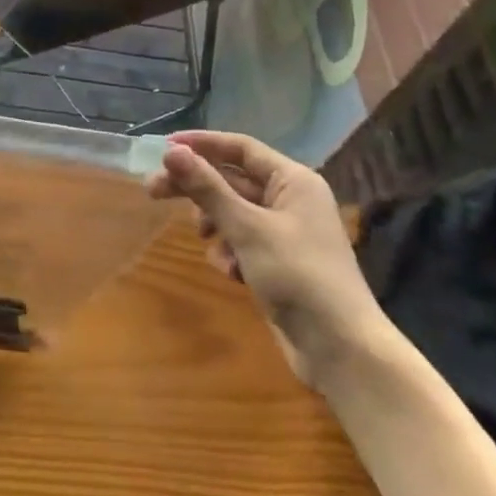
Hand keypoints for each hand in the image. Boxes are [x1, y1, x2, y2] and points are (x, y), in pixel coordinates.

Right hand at [148, 131, 387, 384]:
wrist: (342, 350)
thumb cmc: (298, 276)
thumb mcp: (247, 228)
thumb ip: (207, 188)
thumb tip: (171, 152)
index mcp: (293, 180)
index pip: (240, 148)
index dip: (202, 144)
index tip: (164, 148)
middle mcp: (290, 199)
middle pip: (232, 180)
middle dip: (197, 188)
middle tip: (153, 192)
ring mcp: (285, 233)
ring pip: (234, 213)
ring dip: (216, 225)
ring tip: (207, 242)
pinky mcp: (278, 262)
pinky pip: (243, 242)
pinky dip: (231, 252)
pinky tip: (232, 273)